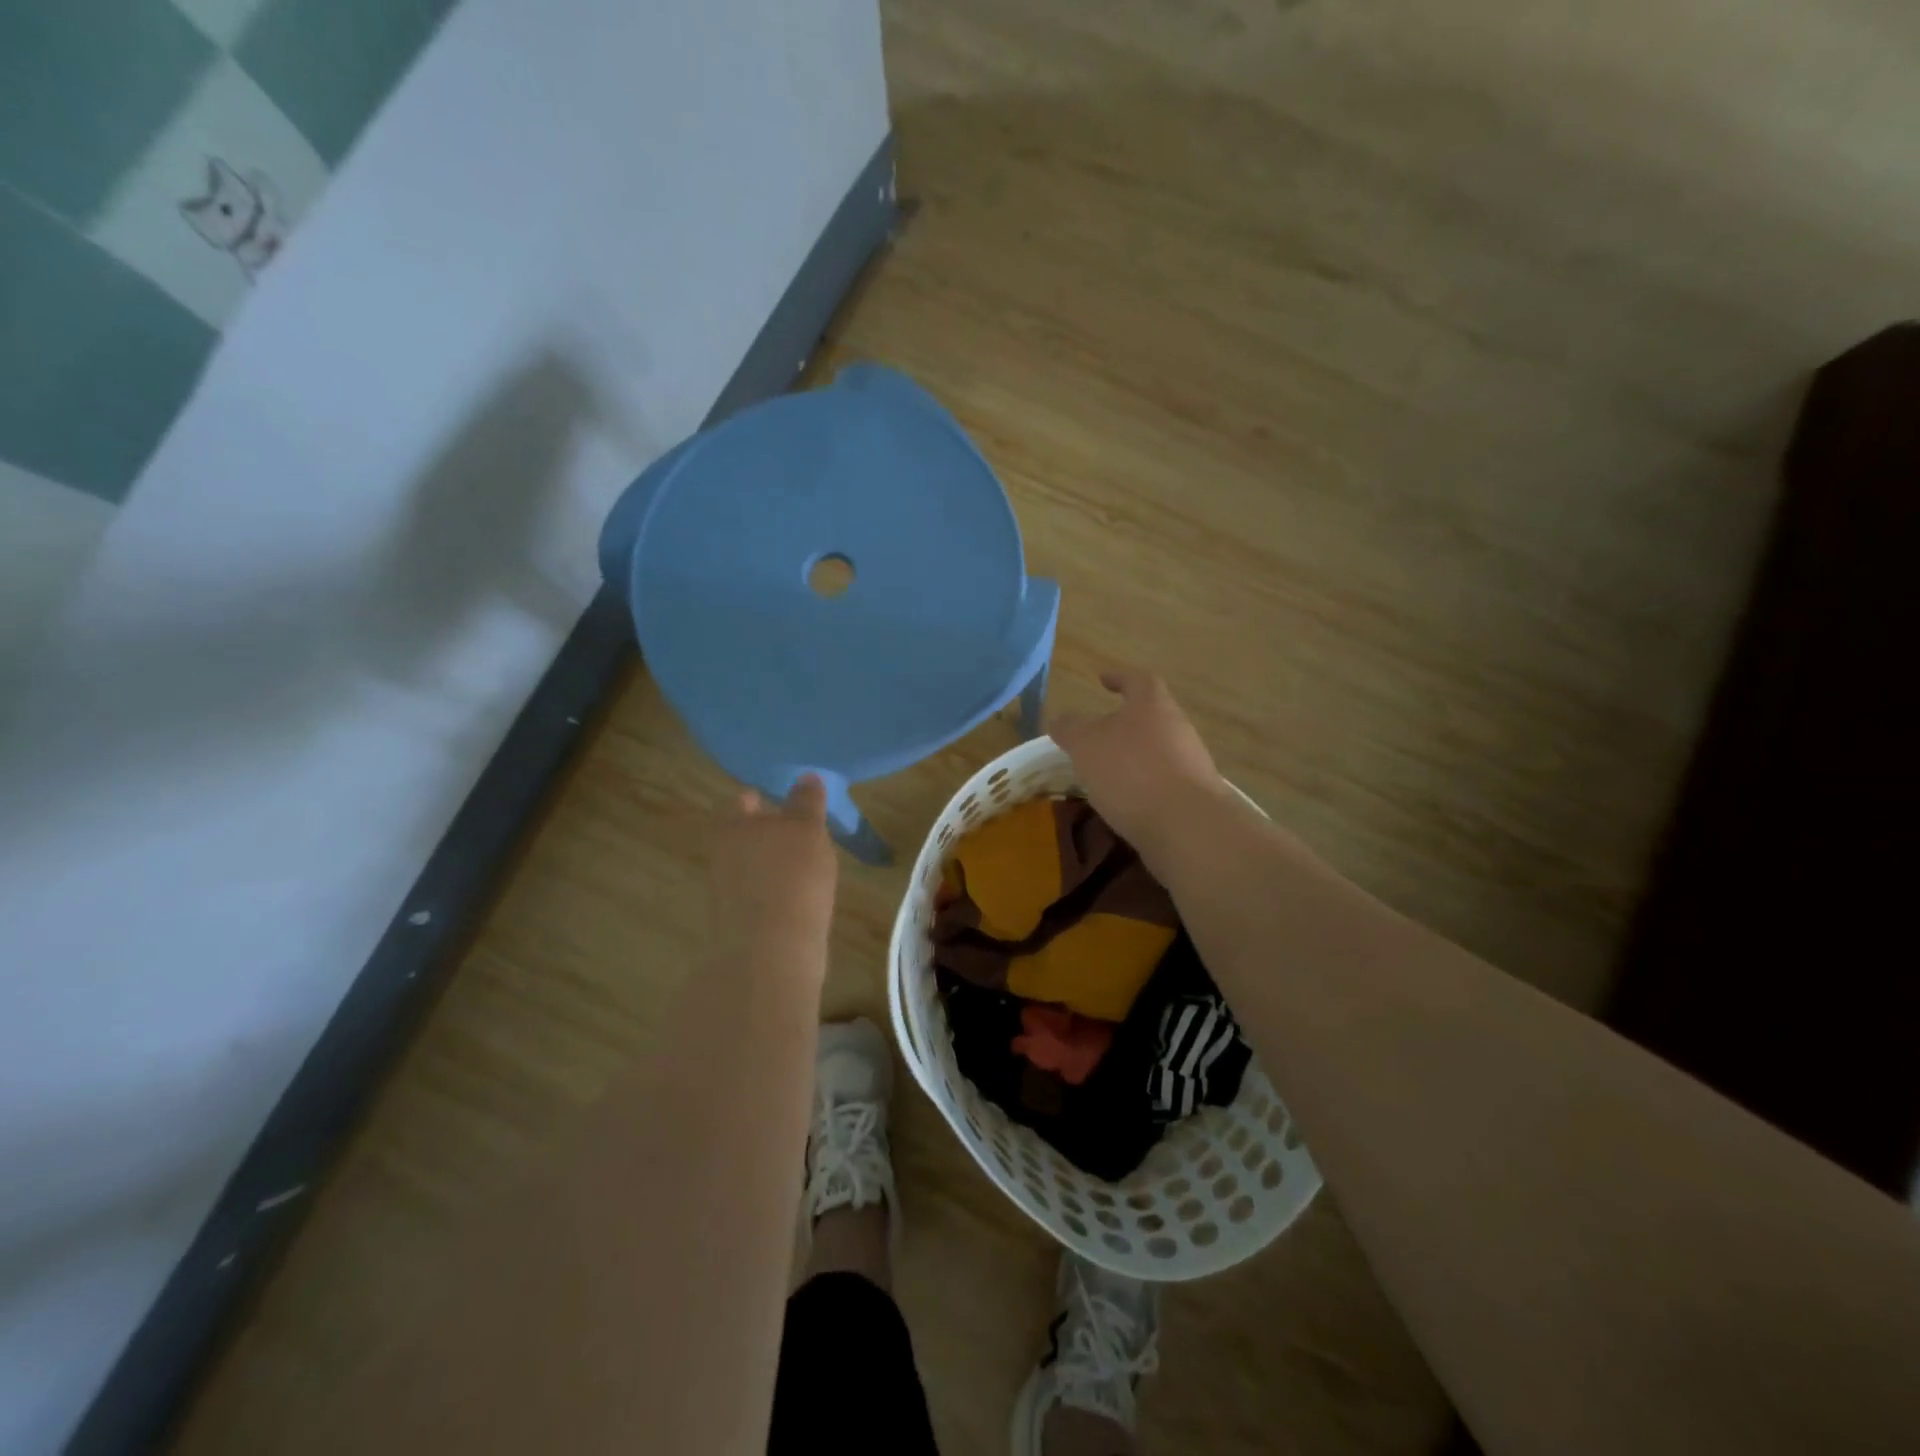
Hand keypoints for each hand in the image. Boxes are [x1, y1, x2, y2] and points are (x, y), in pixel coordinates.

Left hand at [707, 775, 838, 970]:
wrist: (772, 951)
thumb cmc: (792, 877)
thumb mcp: (806, 830)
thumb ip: (806, 802)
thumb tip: (806, 776)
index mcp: (732, 826)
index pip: (741, 802)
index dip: (761, 799)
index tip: (783, 802)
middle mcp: (721, 855)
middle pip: (743, 835)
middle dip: (765, 833)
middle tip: (798, 834)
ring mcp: (726, 892)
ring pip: (749, 866)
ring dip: (770, 864)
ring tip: (803, 867)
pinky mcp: (737, 923)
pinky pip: (757, 895)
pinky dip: (773, 892)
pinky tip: (798, 898)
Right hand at [1050, 670, 1231, 855]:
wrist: (1186, 824)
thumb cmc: (1131, 771)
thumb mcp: (1086, 745)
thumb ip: (1070, 728)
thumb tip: (1058, 718)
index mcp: (1152, 705)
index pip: (1137, 680)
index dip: (1119, 678)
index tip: (1102, 679)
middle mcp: (1177, 727)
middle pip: (1150, 716)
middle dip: (1124, 723)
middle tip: (1097, 735)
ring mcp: (1190, 762)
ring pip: (1157, 750)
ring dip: (1133, 757)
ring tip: (1105, 773)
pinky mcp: (1194, 795)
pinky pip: (1162, 782)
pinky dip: (1142, 786)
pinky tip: (1124, 802)